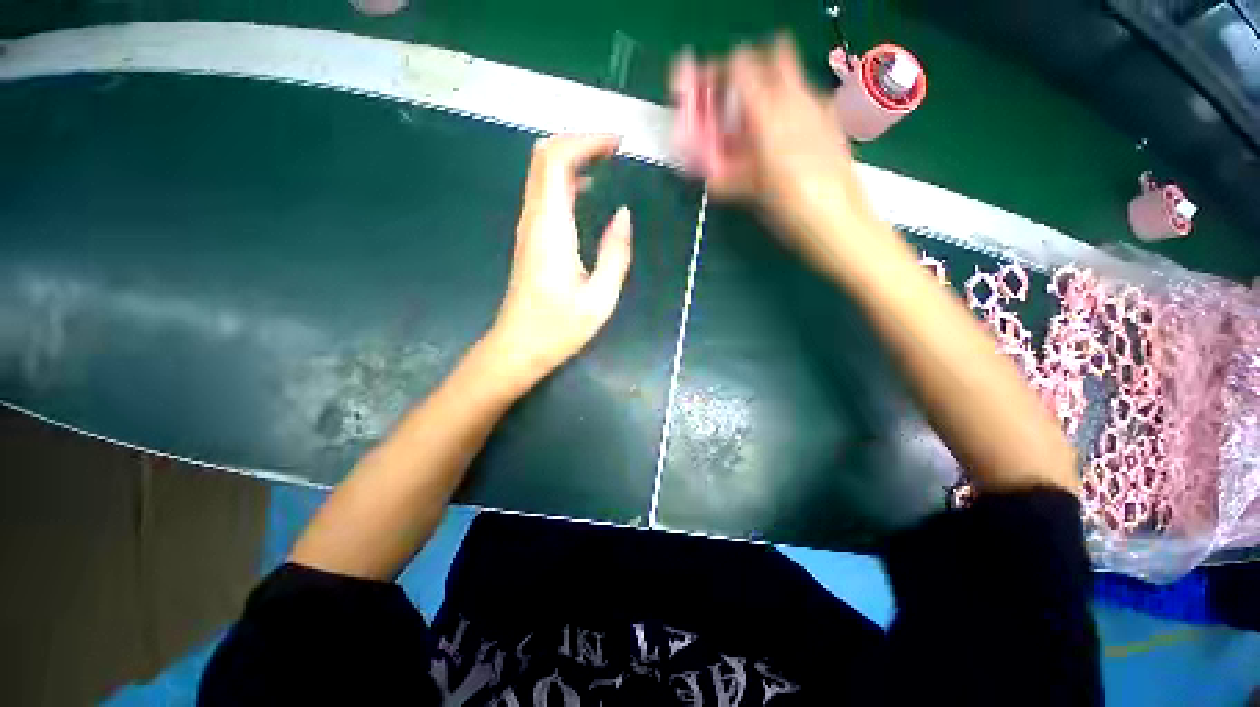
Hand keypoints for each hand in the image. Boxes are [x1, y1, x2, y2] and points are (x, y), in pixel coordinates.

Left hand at [483, 134, 632, 388]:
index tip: (617, 143)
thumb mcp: (600, 297)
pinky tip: (588, 190)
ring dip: (573, 158)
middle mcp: (534, 220)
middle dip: (579, 141)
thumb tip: (623, 215)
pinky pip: (544, 194)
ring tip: (607, 160)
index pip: (556, 160)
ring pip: (541, 173)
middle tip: (614, 147)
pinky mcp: (530, 238)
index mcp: (551, 229)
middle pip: (544, 157)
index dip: (586, 141)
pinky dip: (566, 180)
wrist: (518, 347)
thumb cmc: (559, 328)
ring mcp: (528, 228)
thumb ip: (615, 253)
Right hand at [690, 37, 886, 260]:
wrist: (839, 221)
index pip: (740, 66)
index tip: (712, 92)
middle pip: (773, 54)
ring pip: (793, 75)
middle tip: (739, 100)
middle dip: (752, 70)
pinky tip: (787, 137)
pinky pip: (808, 98)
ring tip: (761, 124)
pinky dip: (792, 105)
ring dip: (772, 88)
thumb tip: (707, 169)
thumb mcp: (750, 192)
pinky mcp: (834, 120)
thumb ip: (725, 174)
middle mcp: (796, 99)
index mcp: (768, 114)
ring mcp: (820, 107)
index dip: (722, 73)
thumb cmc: (789, 208)